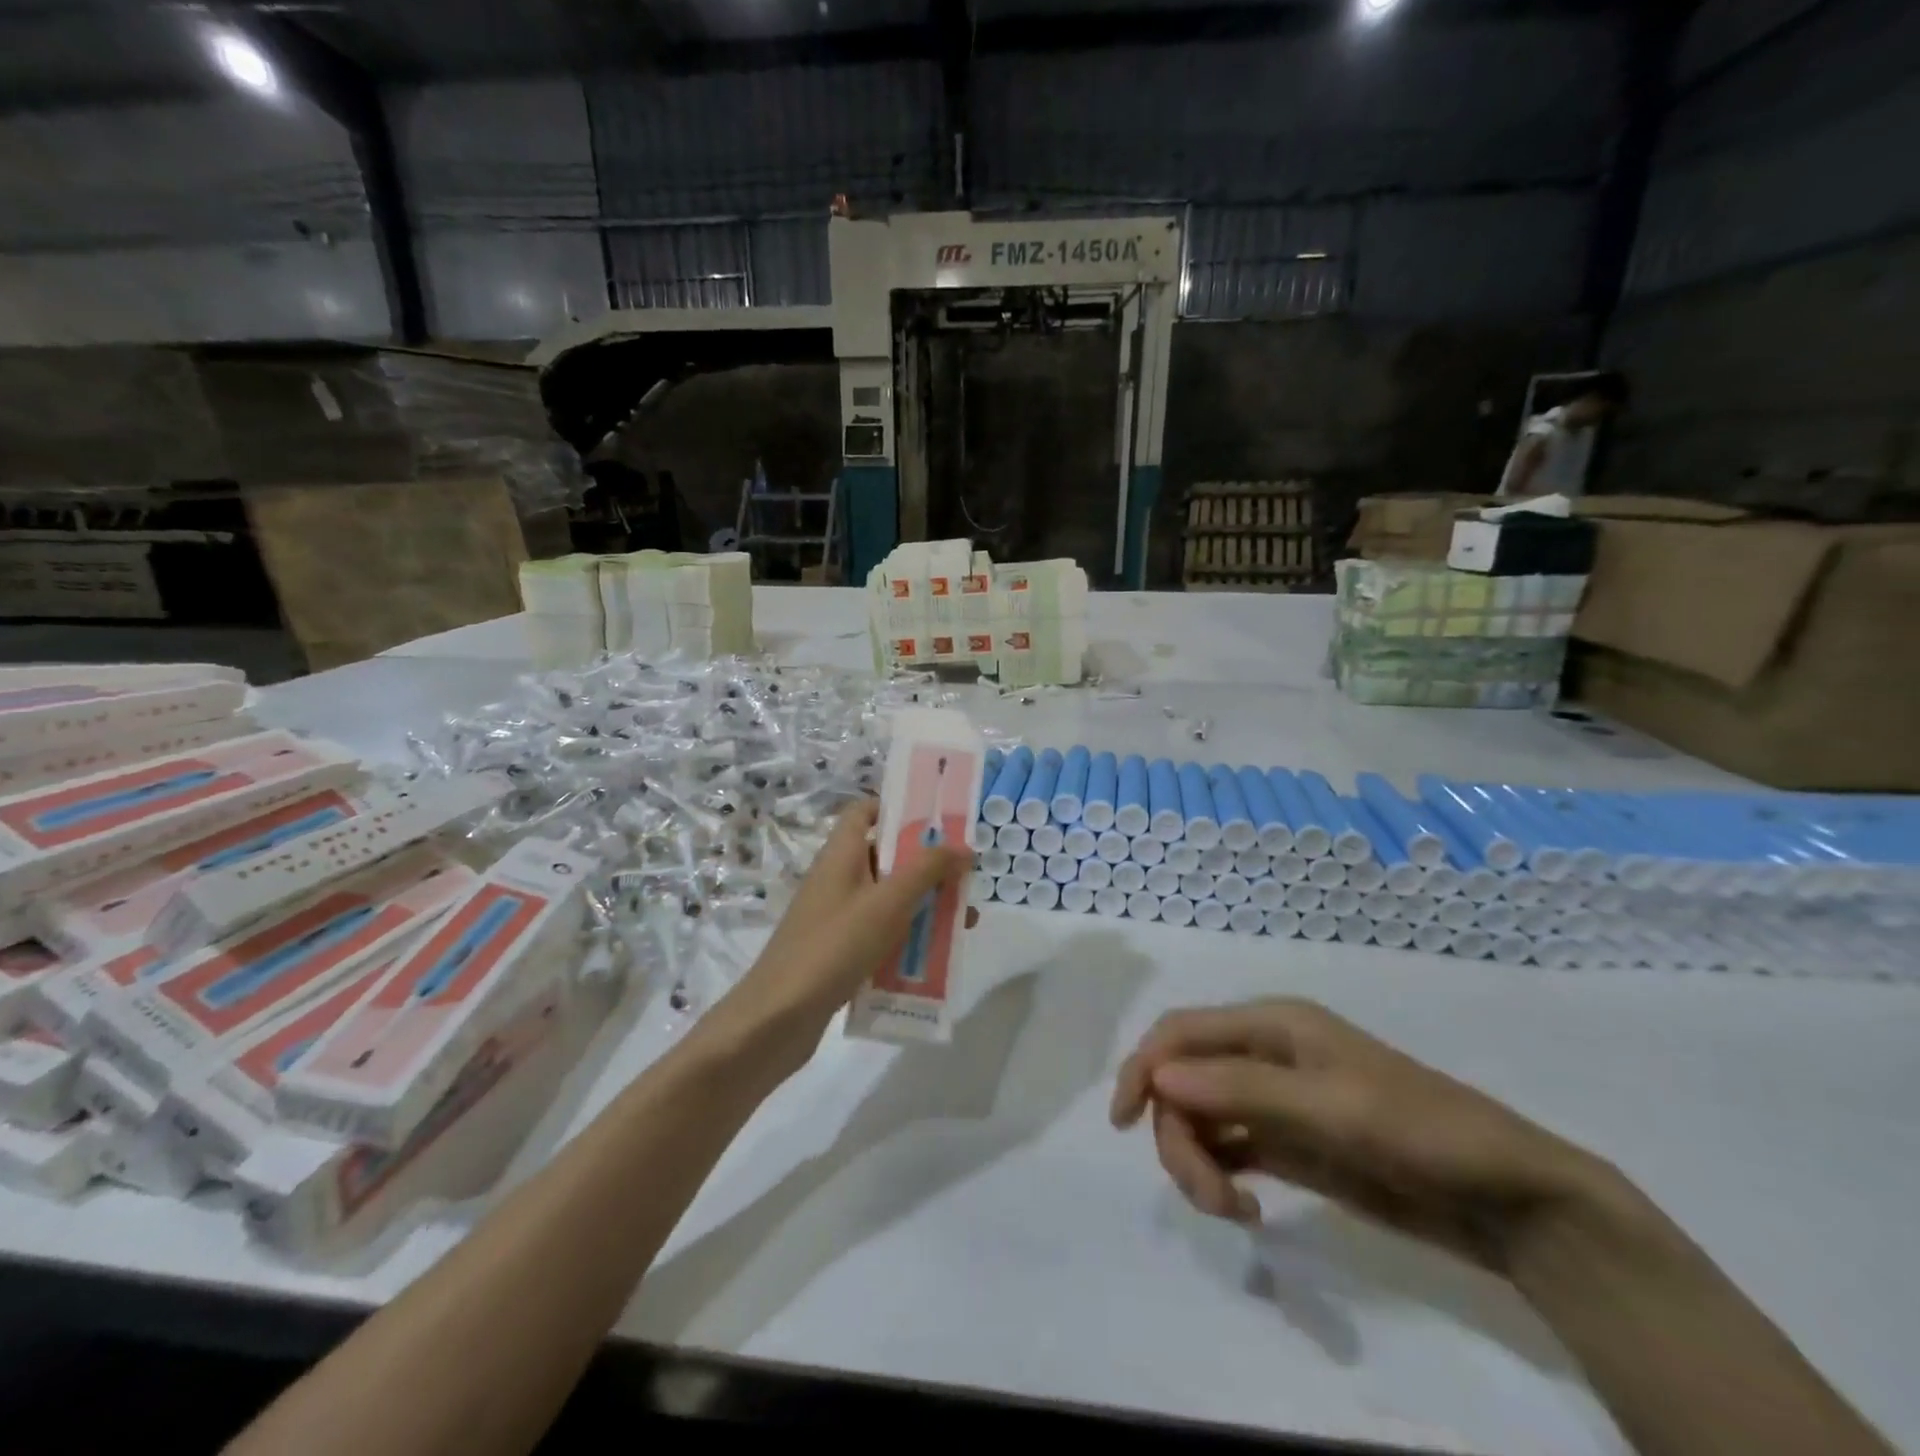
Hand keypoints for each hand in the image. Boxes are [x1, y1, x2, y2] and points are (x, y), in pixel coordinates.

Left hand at [728, 798, 972, 1051]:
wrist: (777, 1019)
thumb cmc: (833, 947)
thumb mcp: (887, 903)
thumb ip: (927, 871)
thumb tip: (963, 846)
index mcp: (841, 855)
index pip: (864, 812)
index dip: (897, 808)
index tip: (937, 821)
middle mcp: (837, 879)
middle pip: (886, 857)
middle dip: (927, 866)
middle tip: (966, 879)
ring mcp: (836, 918)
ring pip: (888, 900)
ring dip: (924, 907)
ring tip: (964, 923)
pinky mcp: (839, 952)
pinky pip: (880, 935)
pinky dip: (907, 939)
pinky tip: (937, 958)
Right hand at [1111, 998, 1602, 1272]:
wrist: (1508, 1198)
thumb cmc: (1421, 1132)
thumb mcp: (1332, 1108)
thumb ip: (1243, 1091)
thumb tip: (1158, 1076)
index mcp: (1271, 1024)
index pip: (1182, 1033)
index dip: (1143, 1067)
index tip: (1123, 1122)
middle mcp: (1264, 1054)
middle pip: (1185, 1081)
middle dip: (1180, 1134)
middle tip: (1211, 1198)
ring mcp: (1276, 1101)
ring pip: (1201, 1117)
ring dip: (1197, 1159)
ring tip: (1233, 1209)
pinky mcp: (1289, 1143)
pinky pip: (1228, 1147)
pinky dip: (1219, 1172)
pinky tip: (1243, 1206)